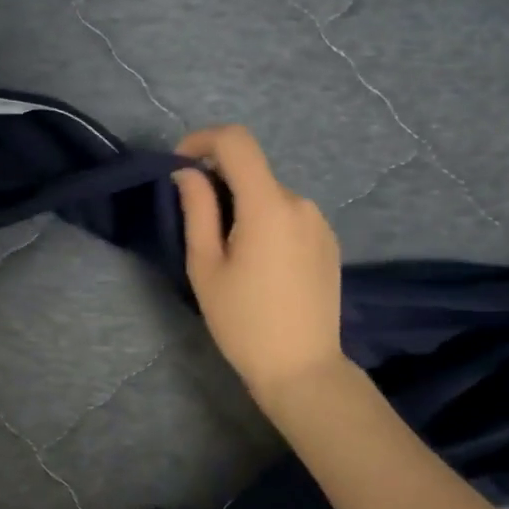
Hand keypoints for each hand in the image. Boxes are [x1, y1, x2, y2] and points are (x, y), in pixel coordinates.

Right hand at [173, 126, 346, 408]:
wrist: (302, 368)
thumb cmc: (243, 322)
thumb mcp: (206, 266)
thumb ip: (196, 211)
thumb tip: (187, 174)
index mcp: (268, 205)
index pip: (236, 141)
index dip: (202, 140)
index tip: (180, 165)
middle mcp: (300, 203)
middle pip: (252, 172)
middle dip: (219, 183)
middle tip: (197, 226)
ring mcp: (319, 222)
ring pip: (269, 195)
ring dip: (243, 206)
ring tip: (229, 254)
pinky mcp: (328, 241)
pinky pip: (289, 215)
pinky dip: (265, 221)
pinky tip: (259, 265)